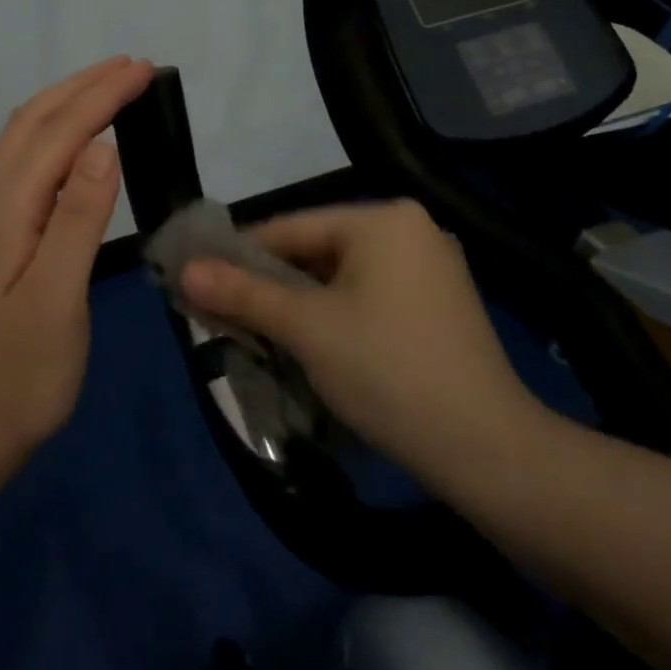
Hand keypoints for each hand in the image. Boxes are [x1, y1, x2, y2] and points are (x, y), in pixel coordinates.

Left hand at [0, 56, 154, 466]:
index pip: (58, 134)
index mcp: (5, 212)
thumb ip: (77, 221)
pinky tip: (79, 148)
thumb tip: (103, 147)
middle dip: (81, 87)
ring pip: (24, 142)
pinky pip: (27, 168)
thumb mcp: (55, 301)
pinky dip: (57, 138)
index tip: (143, 70)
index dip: (100, 97)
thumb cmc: (17, 377)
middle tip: (131, 67)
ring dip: (66, 106)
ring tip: (108, 90)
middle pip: (32, 124)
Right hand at [180, 199, 547, 482]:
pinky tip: (310, 342)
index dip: (239, 254)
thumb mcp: (306, 328)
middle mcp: (411, 230)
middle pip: (317, 250)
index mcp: (383, 219)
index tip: (199, 279)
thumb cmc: (386, 371)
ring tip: (257, 330)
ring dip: (299, 302)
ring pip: (341, 276)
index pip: (290, 227)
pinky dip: (335, 314)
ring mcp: (431, 268)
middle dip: (270, 283)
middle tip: (223, 311)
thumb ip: (243, 294)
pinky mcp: (440, 305)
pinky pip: (369, 296)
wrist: (486, 449)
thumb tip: (184, 270)